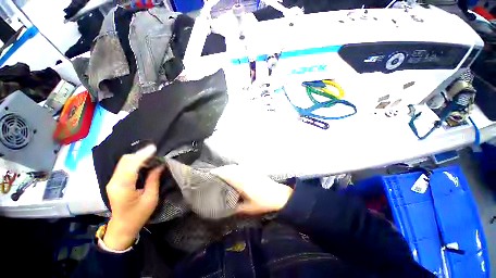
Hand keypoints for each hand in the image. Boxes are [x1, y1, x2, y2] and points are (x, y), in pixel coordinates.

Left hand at [104, 145, 163, 250]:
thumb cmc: (138, 215)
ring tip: (152, 156)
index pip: (131, 166)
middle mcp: (114, 182)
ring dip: (138, 157)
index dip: (142, 156)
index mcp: (123, 188)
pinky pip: (124, 166)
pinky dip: (134, 161)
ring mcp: (112, 181)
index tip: (154, 149)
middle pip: (125, 160)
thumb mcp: (150, 199)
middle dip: (140, 154)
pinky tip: (144, 162)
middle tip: (155, 153)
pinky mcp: (114, 181)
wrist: (122, 227)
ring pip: (124, 161)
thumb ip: (154, 180)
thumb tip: (160, 166)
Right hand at [211, 165, 292, 214]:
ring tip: (219, 175)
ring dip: (226, 169)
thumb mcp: (248, 208)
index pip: (227, 174)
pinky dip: (233, 169)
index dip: (217, 173)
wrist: (278, 195)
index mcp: (242, 182)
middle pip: (229, 168)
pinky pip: (239, 167)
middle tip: (211, 176)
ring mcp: (249, 171)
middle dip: (219, 171)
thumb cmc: (263, 202)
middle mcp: (244, 173)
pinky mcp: (252, 170)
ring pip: (234, 167)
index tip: (209, 175)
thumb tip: (224, 206)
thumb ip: (235, 207)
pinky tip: (231, 174)